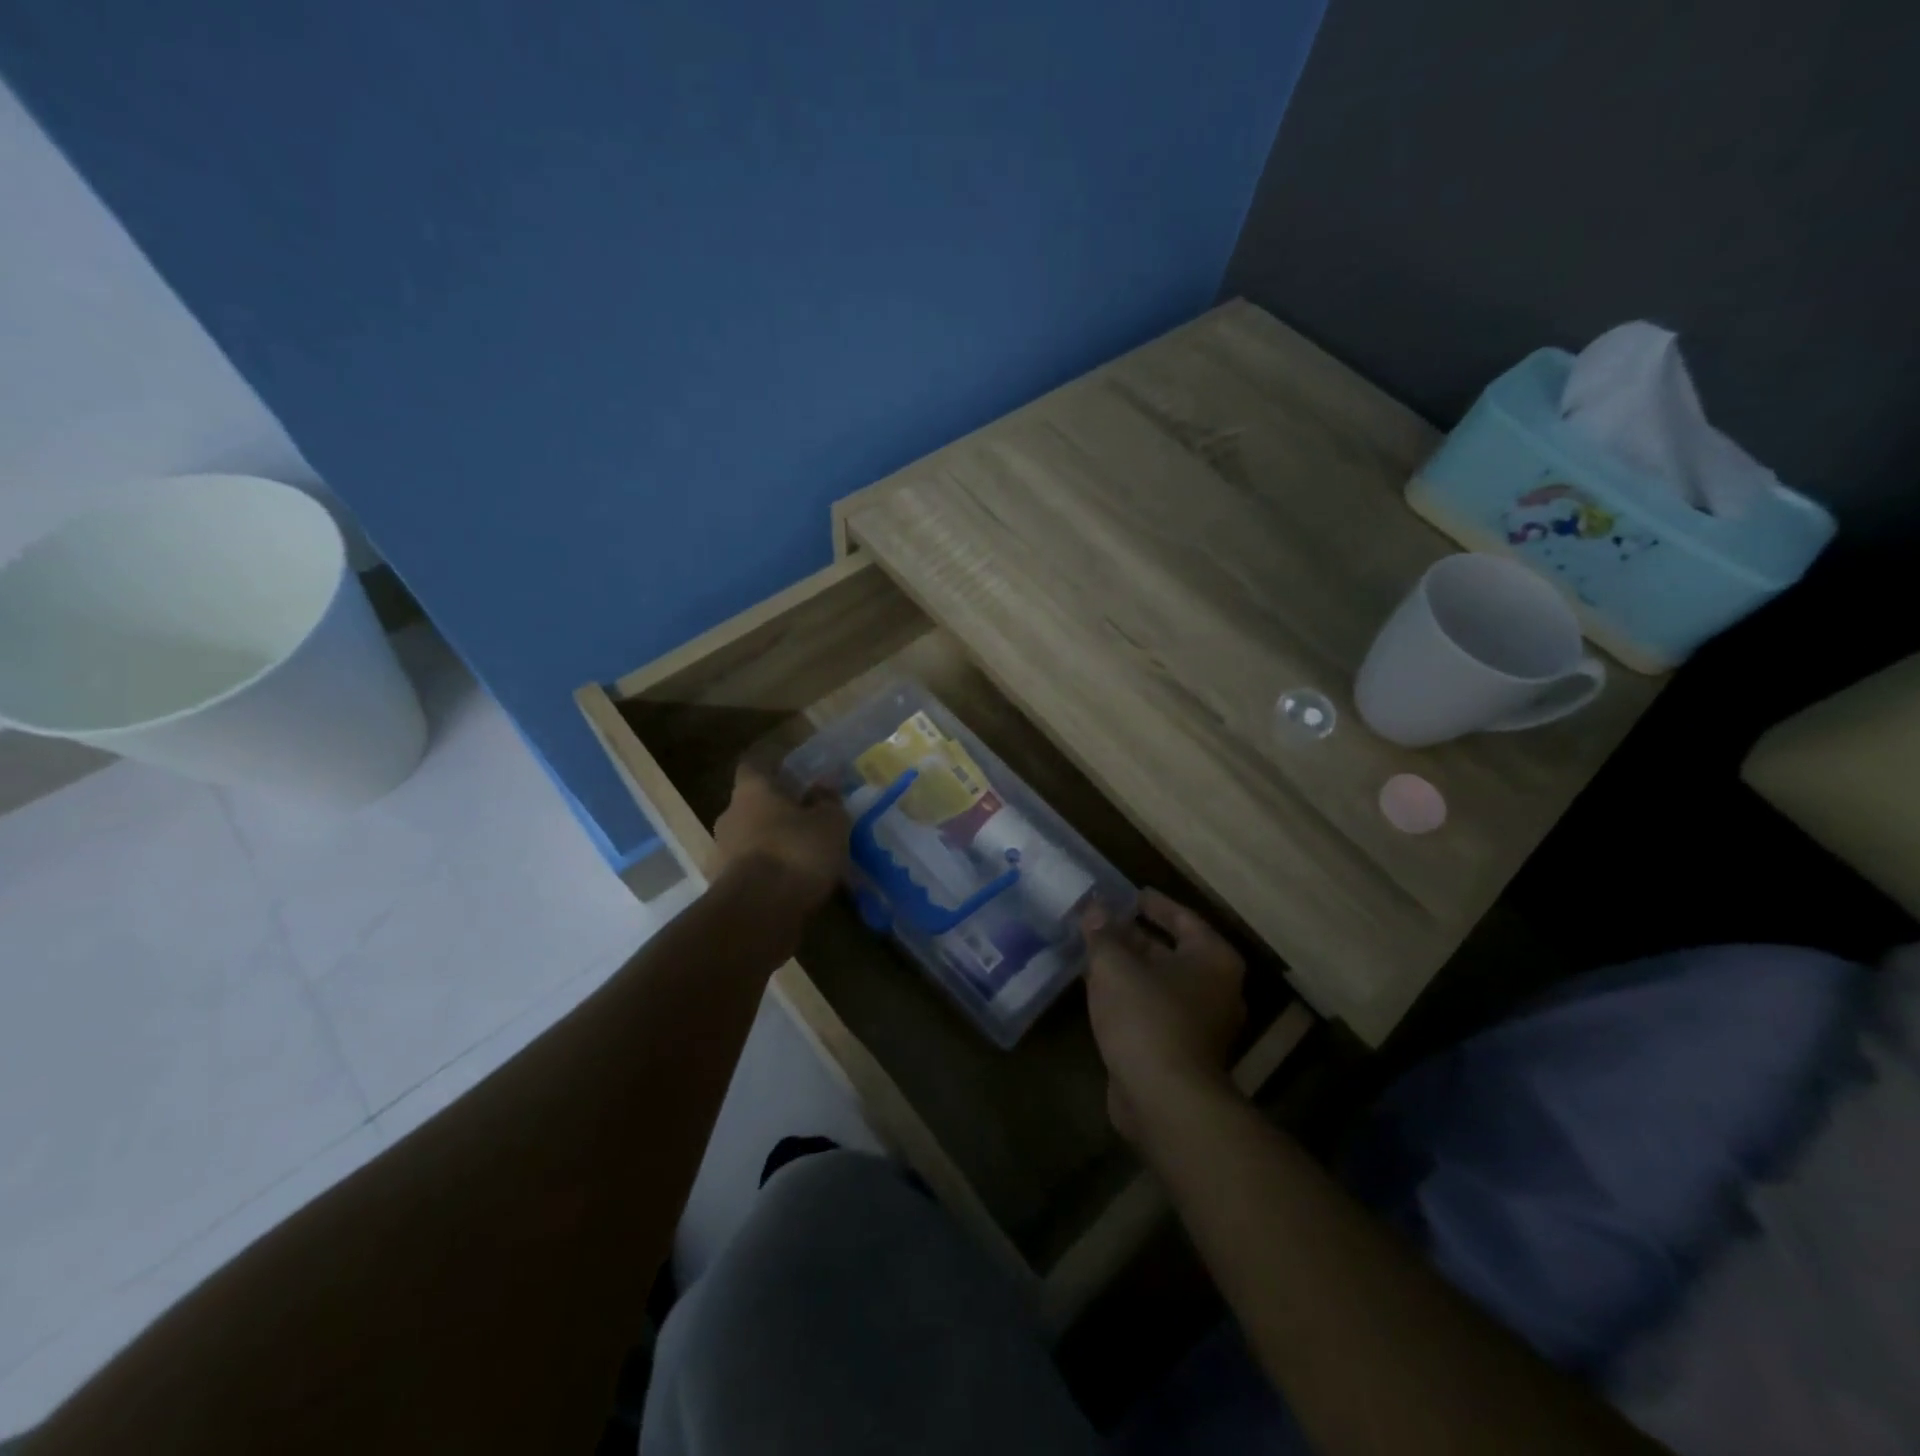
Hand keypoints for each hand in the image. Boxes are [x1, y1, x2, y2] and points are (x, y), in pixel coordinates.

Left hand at [711, 764, 848, 910]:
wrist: (757, 913)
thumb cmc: (795, 852)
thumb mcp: (829, 823)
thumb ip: (828, 802)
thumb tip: (824, 786)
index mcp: (751, 791)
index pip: (754, 765)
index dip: (773, 766)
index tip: (794, 772)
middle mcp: (730, 816)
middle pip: (752, 805)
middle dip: (776, 811)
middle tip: (806, 819)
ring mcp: (722, 853)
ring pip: (750, 839)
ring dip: (772, 844)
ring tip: (803, 856)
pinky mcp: (723, 887)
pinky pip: (750, 870)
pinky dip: (767, 873)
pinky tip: (791, 884)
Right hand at [1083, 890, 1245, 1139]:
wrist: (1164, 1100)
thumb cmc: (1146, 1017)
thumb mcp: (1115, 965)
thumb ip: (1103, 933)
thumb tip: (1094, 908)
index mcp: (1212, 959)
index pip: (1183, 918)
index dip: (1154, 904)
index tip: (1129, 893)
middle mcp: (1215, 988)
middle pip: (1170, 951)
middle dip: (1133, 937)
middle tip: (1100, 921)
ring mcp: (1200, 1024)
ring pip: (1158, 982)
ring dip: (1127, 968)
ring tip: (1091, 950)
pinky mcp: (1179, 1051)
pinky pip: (1151, 1010)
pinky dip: (1127, 996)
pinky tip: (1096, 989)